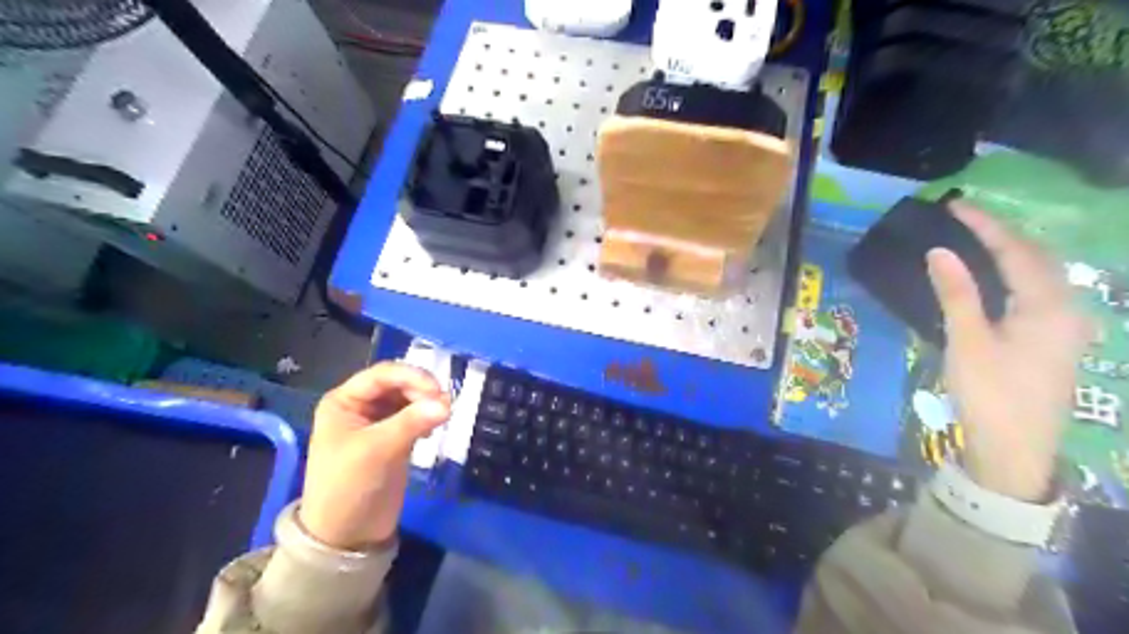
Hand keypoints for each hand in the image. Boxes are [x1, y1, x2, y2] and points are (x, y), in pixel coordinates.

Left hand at [300, 362, 449, 549]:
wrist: (346, 536)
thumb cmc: (348, 487)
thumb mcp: (376, 451)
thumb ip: (411, 422)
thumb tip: (447, 403)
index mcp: (344, 401)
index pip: (382, 374)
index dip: (412, 376)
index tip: (438, 391)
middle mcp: (360, 406)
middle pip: (399, 384)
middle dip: (422, 390)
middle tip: (445, 406)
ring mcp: (378, 422)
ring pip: (410, 399)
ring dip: (427, 403)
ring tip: (442, 417)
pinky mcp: (394, 438)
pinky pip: (415, 417)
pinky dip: (427, 418)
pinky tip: (433, 430)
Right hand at [926, 200, 1093, 500]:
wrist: (1016, 450)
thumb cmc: (989, 394)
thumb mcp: (968, 342)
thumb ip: (957, 293)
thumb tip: (940, 251)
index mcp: (1048, 306)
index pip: (1016, 251)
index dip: (985, 226)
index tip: (955, 206)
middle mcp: (1067, 309)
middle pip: (1038, 257)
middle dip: (1004, 233)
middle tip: (965, 219)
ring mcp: (1067, 327)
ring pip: (1043, 274)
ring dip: (1013, 252)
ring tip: (978, 239)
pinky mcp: (1056, 341)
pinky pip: (1040, 292)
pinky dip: (1017, 274)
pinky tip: (998, 277)